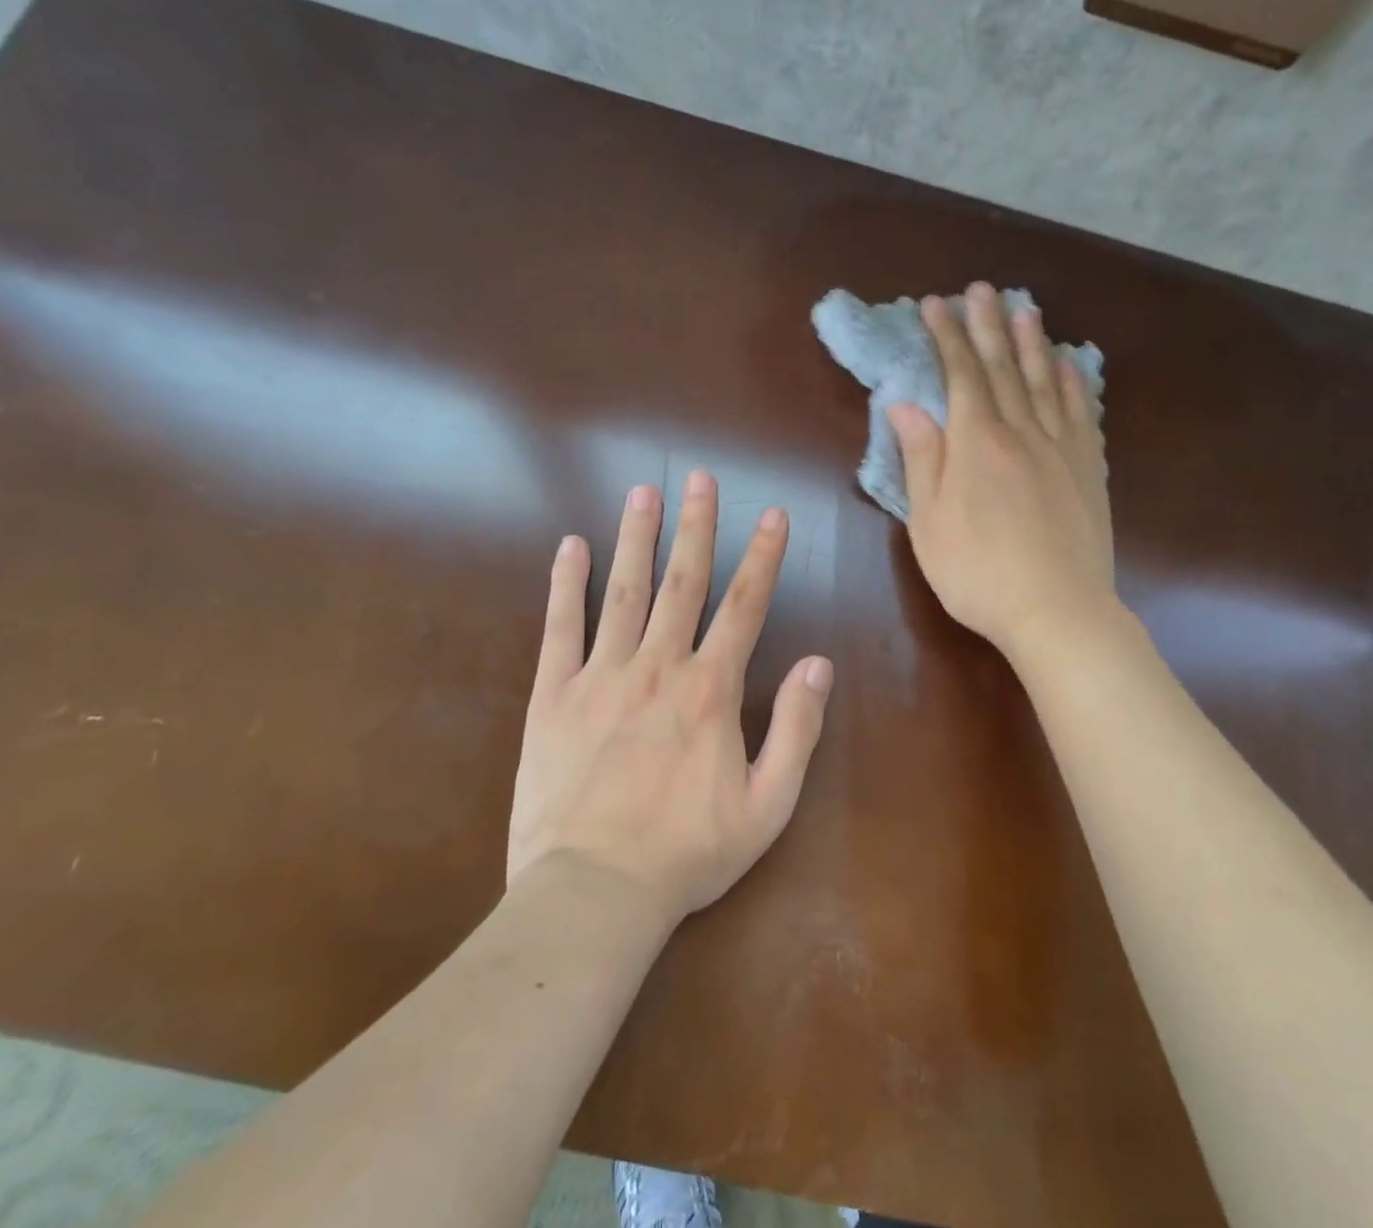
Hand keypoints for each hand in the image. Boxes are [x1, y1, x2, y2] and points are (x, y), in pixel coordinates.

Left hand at [506, 471, 833, 925]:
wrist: (592, 894)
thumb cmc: (687, 853)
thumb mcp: (768, 806)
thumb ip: (797, 730)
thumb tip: (820, 664)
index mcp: (711, 690)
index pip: (746, 605)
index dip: (763, 556)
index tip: (772, 515)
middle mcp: (658, 667)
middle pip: (683, 581)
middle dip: (696, 526)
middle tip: (700, 477)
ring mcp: (601, 675)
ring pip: (624, 590)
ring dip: (636, 537)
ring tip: (643, 492)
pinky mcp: (552, 695)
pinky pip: (560, 628)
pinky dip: (566, 584)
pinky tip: (570, 547)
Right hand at [889, 282, 1114, 659]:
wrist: (1058, 611)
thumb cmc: (978, 572)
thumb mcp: (929, 522)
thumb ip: (922, 458)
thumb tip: (905, 404)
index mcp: (977, 443)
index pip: (960, 375)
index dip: (946, 337)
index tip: (934, 304)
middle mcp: (1021, 432)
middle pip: (1003, 368)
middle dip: (988, 325)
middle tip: (982, 289)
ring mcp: (1062, 449)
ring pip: (1045, 382)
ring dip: (1033, 342)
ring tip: (1026, 308)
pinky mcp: (1088, 470)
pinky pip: (1082, 414)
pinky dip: (1075, 384)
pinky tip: (1070, 366)